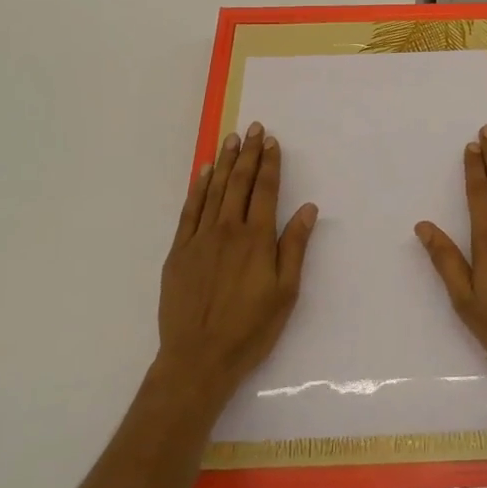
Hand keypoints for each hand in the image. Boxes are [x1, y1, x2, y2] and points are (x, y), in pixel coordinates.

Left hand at [157, 122, 317, 400]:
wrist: (198, 359)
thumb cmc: (250, 329)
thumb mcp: (285, 292)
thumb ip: (294, 246)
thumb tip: (307, 208)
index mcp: (256, 239)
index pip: (265, 190)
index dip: (270, 164)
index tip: (271, 141)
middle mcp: (228, 230)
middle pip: (239, 183)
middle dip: (248, 153)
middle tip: (253, 128)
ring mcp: (200, 239)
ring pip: (214, 190)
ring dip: (224, 162)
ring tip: (231, 139)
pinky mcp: (179, 252)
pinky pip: (189, 210)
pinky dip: (198, 188)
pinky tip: (204, 172)